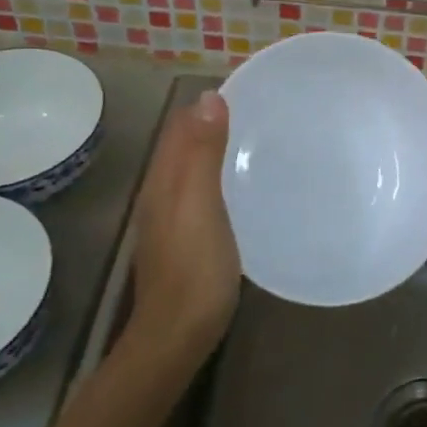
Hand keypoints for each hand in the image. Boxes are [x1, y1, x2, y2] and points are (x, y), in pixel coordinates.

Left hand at [127, 91, 240, 360]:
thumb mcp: (201, 205)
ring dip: (219, 150)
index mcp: (164, 179)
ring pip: (194, 169)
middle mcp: (162, 192)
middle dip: (215, 123)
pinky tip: (246, 187)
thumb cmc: (194, 267)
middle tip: (264, 113)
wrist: (178, 334)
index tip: (249, 92)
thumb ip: (202, 154)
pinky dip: (222, 177)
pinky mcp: (187, 238)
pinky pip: (203, 193)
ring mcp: (172, 218)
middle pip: (186, 145)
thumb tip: (209, 97)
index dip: (208, 105)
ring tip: (261, 141)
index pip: (181, 126)